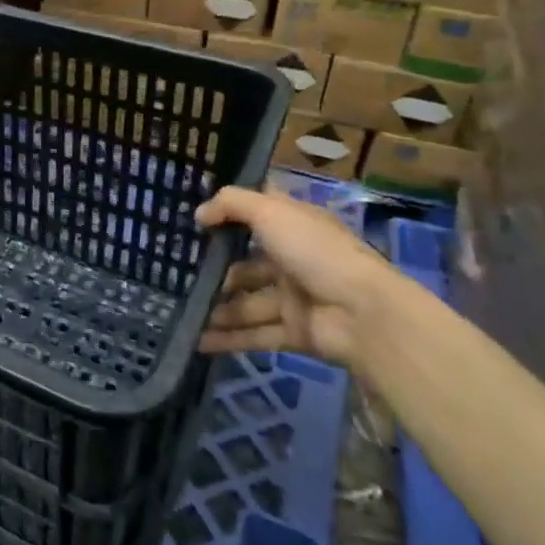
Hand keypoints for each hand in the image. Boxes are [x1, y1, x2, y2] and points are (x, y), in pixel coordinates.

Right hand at [195, 184, 407, 364]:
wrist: (365, 314)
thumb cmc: (316, 252)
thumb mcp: (272, 212)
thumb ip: (231, 204)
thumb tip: (199, 214)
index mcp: (294, 227)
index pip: (258, 214)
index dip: (229, 214)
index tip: (195, 219)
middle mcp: (293, 260)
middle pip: (246, 264)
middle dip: (216, 271)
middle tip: (179, 276)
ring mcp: (294, 299)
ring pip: (247, 303)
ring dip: (217, 308)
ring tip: (182, 312)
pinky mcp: (295, 333)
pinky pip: (255, 335)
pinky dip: (227, 339)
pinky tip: (196, 340)